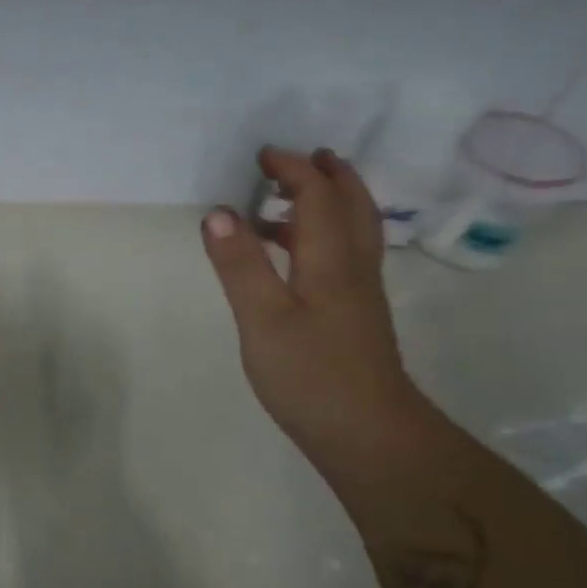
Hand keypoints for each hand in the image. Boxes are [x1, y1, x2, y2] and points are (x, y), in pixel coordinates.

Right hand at [201, 148, 426, 458]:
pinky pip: (345, 255)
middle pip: (351, 206)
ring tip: (291, 201)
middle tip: (302, 159)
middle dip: (328, 176)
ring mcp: (360, 293)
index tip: (263, 155)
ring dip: (329, 204)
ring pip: (354, 231)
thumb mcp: (262, 318)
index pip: (318, 196)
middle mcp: (353, 267)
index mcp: (331, 259)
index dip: (293, 170)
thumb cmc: (310, 374)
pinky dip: (324, 236)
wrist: (366, 433)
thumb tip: (220, 211)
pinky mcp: (356, 316)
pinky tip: (298, 259)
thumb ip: (240, 264)